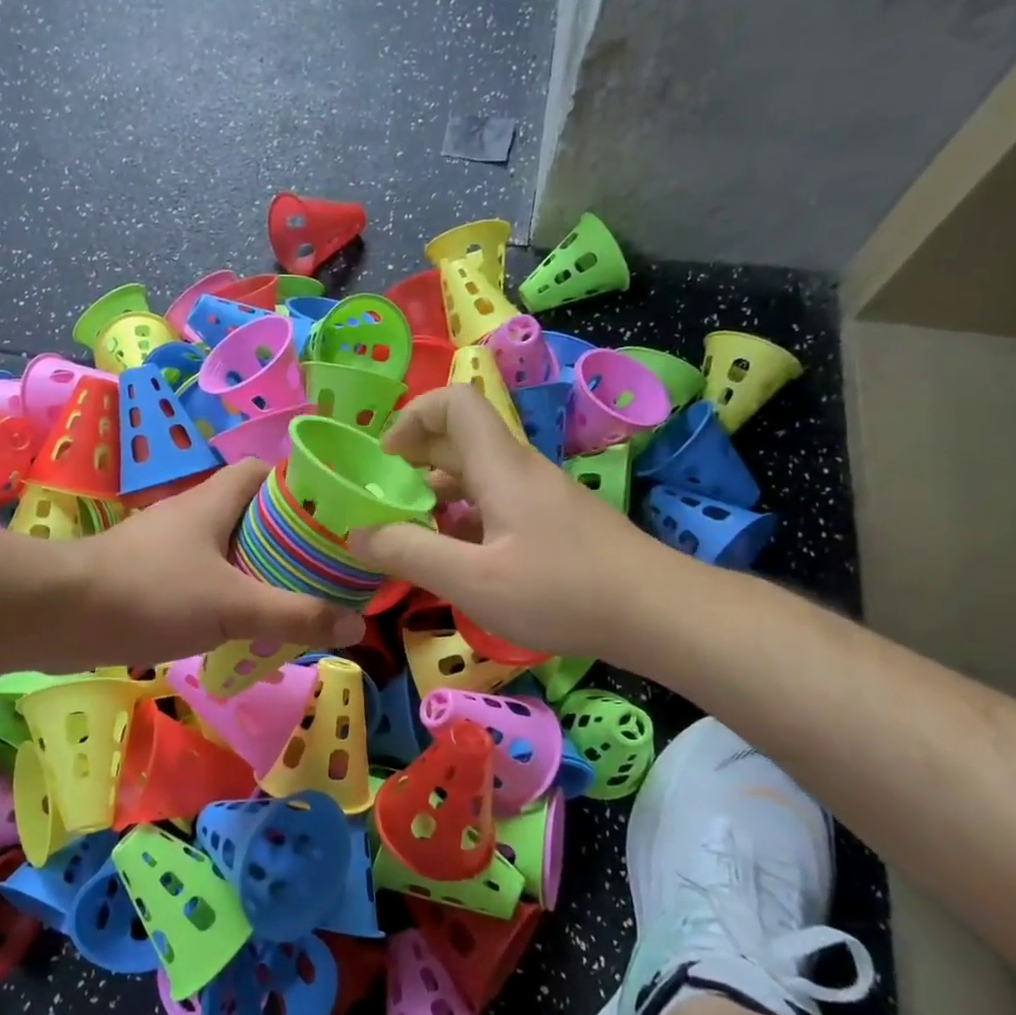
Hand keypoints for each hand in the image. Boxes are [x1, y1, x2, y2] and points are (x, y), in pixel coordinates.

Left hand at [66, 460, 366, 666]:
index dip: (298, 486)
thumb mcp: (234, 606)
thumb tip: (355, 624)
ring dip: (254, 568)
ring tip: (288, 599)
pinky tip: (236, 624)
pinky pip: (199, 575)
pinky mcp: (146, 574)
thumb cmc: (152, 593)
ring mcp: (164, 544)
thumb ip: (295, 615)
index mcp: (214, 501)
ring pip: (223, 547)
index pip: (262, 471)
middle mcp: (190, 514)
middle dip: (284, 536)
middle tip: (319, 567)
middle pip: (248, 512)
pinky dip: (223, 592)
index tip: (329, 516)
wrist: (60, 614)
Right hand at [349, 386, 677, 662]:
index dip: (411, 417)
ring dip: (438, 497)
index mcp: (499, 466)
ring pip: (478, 477)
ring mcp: (541, 497)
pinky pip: (497, 505)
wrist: (659, 613)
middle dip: (415, 463)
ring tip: (412, 538)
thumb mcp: (471, 580)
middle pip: (460, 440)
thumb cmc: (561, 590)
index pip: (454, 402)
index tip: (385, 461)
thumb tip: (356, 533)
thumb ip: (408, 552)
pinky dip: (465, 521)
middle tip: (385, 504)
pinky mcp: (555, 524)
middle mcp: (520, 470)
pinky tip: (459, 562)